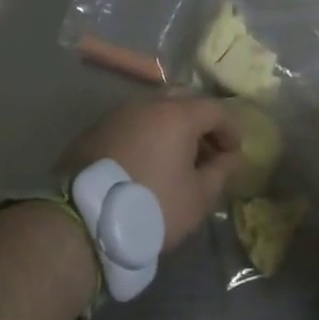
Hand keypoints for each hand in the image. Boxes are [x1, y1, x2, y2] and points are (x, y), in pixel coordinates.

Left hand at [59, 96, 240, 249]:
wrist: (85, 218)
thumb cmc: (153, 206)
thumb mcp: (198, 197)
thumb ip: (220, 171)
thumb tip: (230, 157)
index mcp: (176, 114)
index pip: (214, 109)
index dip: (229, 129)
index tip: (234, 153)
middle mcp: (146, 105)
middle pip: (182, 101)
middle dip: (200, 123)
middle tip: (207, 152)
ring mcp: (117, 114)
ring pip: (154, 111)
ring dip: (170, 129)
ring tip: (176, 161)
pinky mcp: (95, 130)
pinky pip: (131, 125)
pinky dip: (146, 137)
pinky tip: (146, 164)